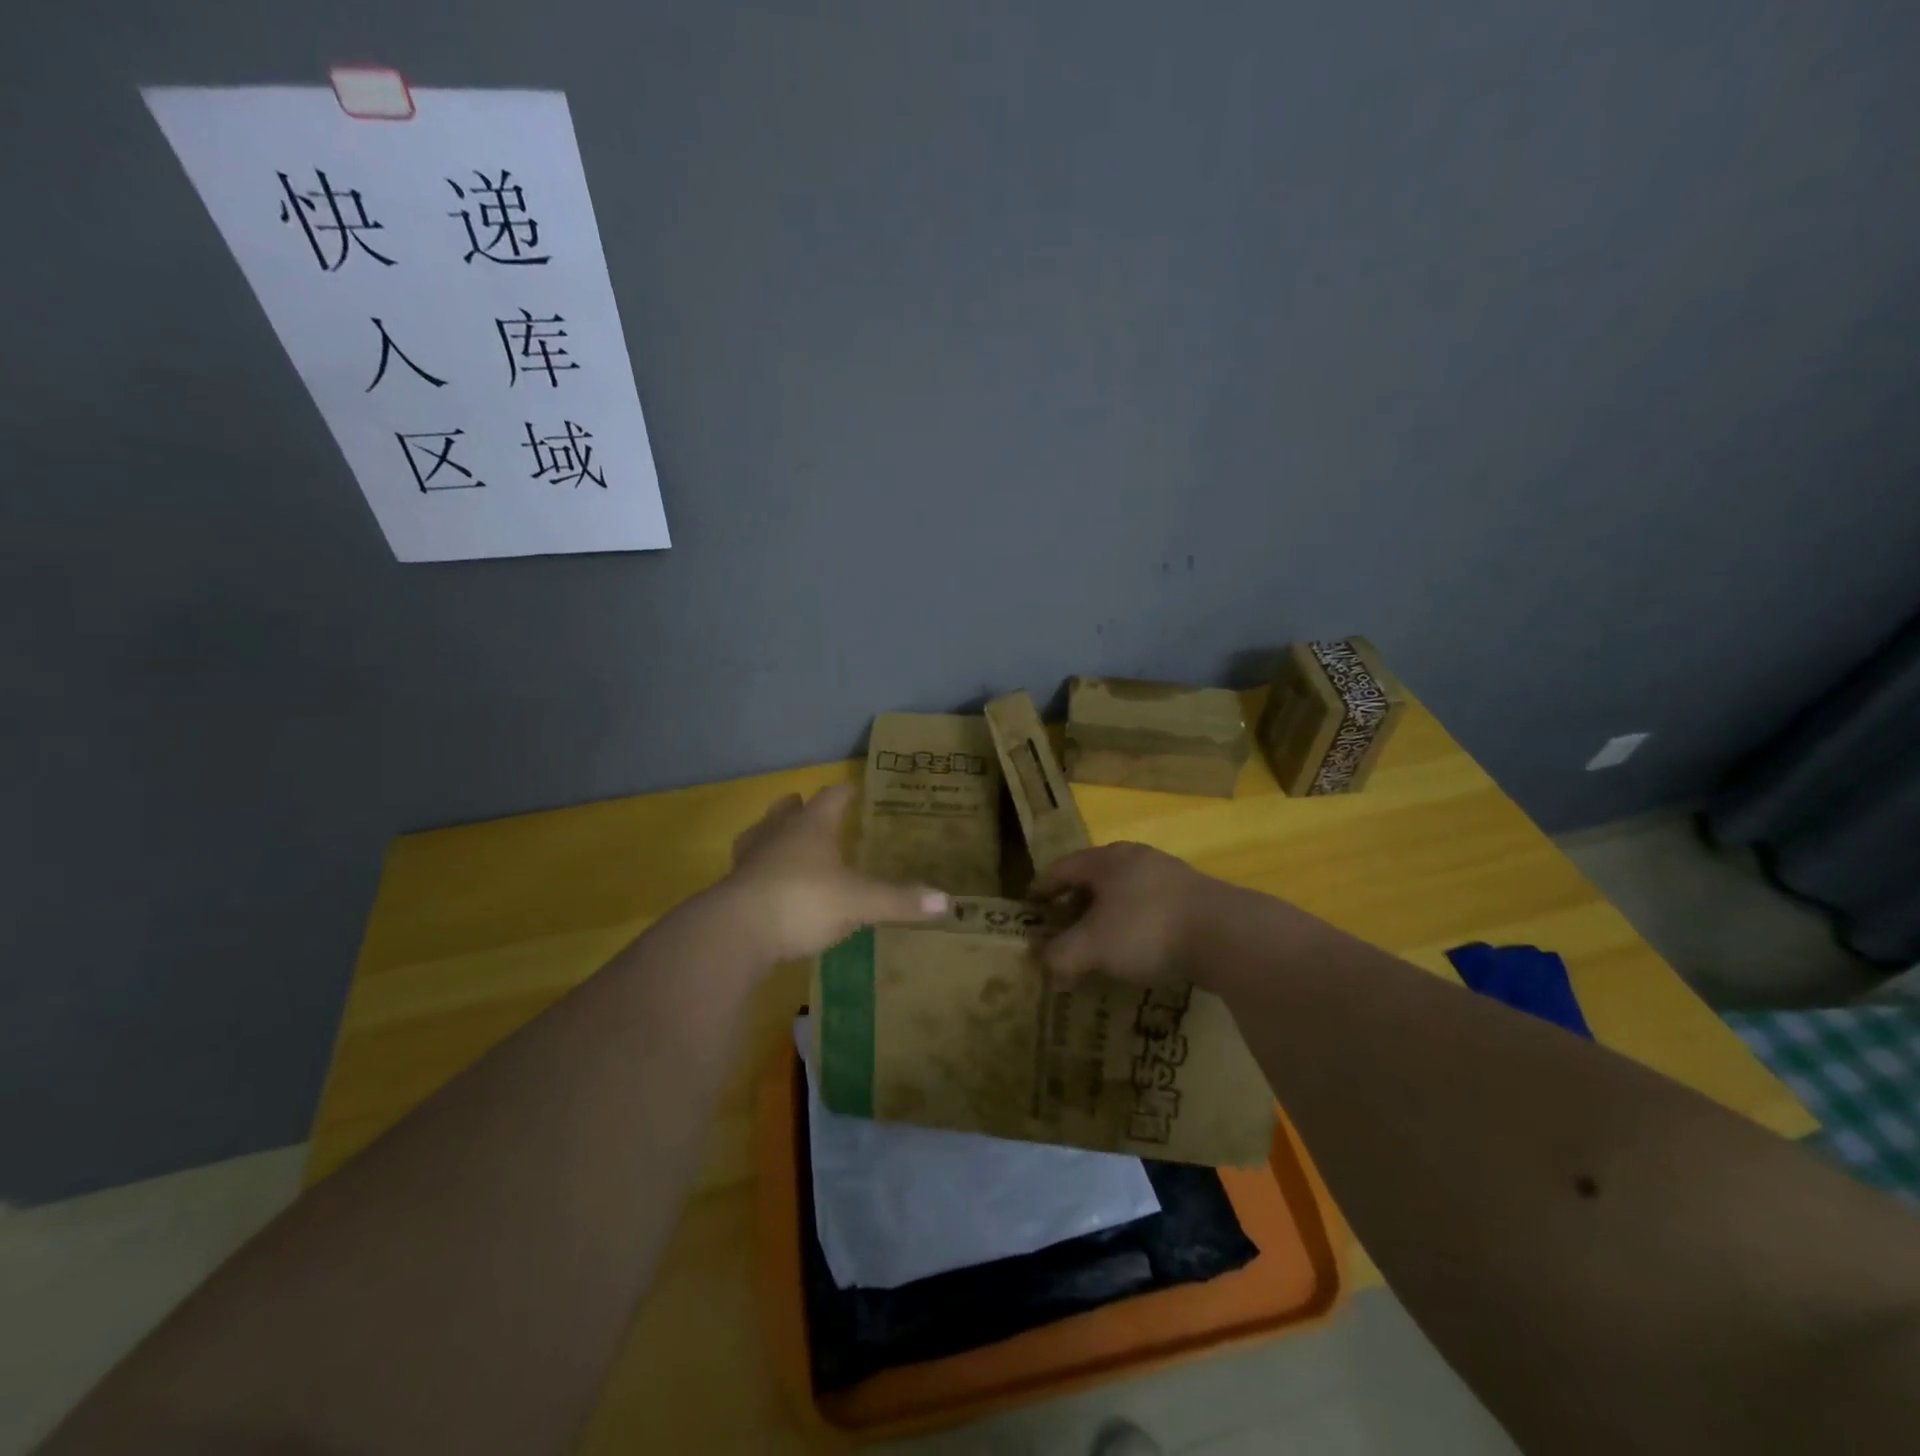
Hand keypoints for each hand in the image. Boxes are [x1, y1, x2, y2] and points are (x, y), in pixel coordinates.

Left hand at [722, 785, 949, 961]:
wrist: (736, 931)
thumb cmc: (803, 901)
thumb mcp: (859, 903)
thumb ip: (899, 901)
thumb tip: (948, 902)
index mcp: (811, 827)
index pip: (831, 797)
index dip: (844, 792)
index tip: (854, 789)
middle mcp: (778, 834)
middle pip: (788, 810)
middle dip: (801, 808)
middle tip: (813, 811)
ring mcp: (750, 860)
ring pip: (761, 835)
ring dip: (774, 835)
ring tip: (785, 842)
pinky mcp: (732, 889)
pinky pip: (749, 870)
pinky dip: (761, 871)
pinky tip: (769, 885)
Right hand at [1031, 842, 1229, 985]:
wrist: (1227, 934)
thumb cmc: (1147, 930)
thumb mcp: (1093, 947)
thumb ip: (1060, 956)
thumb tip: (1041, 965)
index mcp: (1105, 860)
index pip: (1060, 868)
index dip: (1041, 888)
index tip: (1028, 906)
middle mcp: (1135, 858)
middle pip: (1094, 878)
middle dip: (1074, 903)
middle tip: (1061, 927)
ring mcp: (1169, 875)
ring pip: (1124, 892)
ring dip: (1107, 915)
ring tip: (1099, 943)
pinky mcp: (1195, 897)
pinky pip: (1151, 908)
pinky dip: (1135, 926)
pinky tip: (1139, 950)